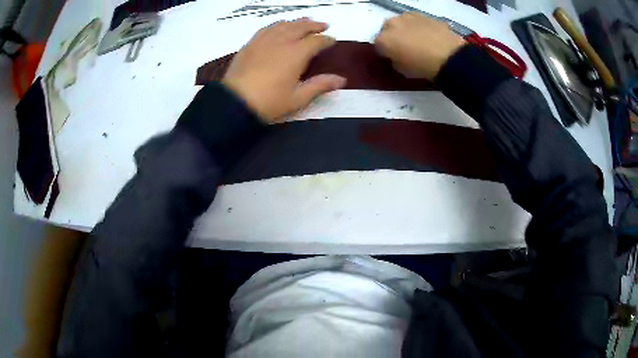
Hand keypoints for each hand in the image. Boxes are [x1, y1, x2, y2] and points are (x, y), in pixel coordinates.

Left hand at [222, 18, 346, 122]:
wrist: (235, 102)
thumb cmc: (269, 102)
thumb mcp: (297, 98)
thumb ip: (320, 85)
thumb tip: (341, 80)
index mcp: (296, 54)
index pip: (316, 41)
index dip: (326, 40)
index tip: (333, 41)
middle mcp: (282, 41)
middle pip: (301, 27)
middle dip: (314, 25)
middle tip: (323, 25)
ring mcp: (264, 41)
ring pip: (284, 25)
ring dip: (297, 22)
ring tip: (304, 21)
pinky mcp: (250, 44)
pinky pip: (267, 28)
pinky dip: (277, 25)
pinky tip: (279, 26)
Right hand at [375, 13, 466, 80]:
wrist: (450, 57)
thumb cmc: (423, 67)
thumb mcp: (402, 70)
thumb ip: (394, 60)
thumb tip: (396, 55)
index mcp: (383, 39)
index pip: (378, 45)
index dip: (385, 52)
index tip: (393, 58)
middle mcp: (392, 23)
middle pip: (388, 29)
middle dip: (393, 36)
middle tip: (405, 47)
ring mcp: (408, 16)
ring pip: (402, 22)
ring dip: (405, 29)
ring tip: (418, 40)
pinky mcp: (424, 15)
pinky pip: (417, 21)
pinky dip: (420, 27)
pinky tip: (429, 36)